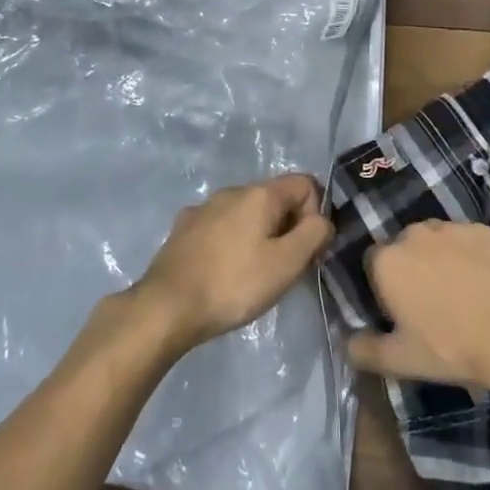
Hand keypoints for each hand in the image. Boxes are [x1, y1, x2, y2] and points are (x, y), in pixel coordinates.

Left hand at [129, 174, 331, 353]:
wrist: (167, 305)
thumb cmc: (234, 284)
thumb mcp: (286, 263)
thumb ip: (313, 234)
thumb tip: (322, 219)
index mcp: (259, 194)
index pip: (305, 183)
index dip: (315, 213)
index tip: (308, 250)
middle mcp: (231, 191)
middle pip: (275, 198)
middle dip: (288, 228)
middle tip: (284, 269)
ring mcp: (204, 207)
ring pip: (246, 214)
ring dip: (259, 236)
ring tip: (253, 275)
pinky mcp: (184, 228)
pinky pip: (221, 227)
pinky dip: (232, 243)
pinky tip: (223, 272)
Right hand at [347, 221, 489, 412]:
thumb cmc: (451, 348)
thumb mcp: (401, 360)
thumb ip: (364, 350)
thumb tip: (345, 343)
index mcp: (387, 260)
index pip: (372, 264)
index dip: (384, 287)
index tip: (400, 311)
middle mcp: (413, 233)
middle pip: (404, 247)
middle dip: (412, 268)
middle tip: (431, 303)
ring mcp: (451, 227)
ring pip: (436, 240)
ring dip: (440, 258)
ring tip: (461, 291)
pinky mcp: (483, 229)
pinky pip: (467, 239)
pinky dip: (470, 254)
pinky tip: (484, 281)